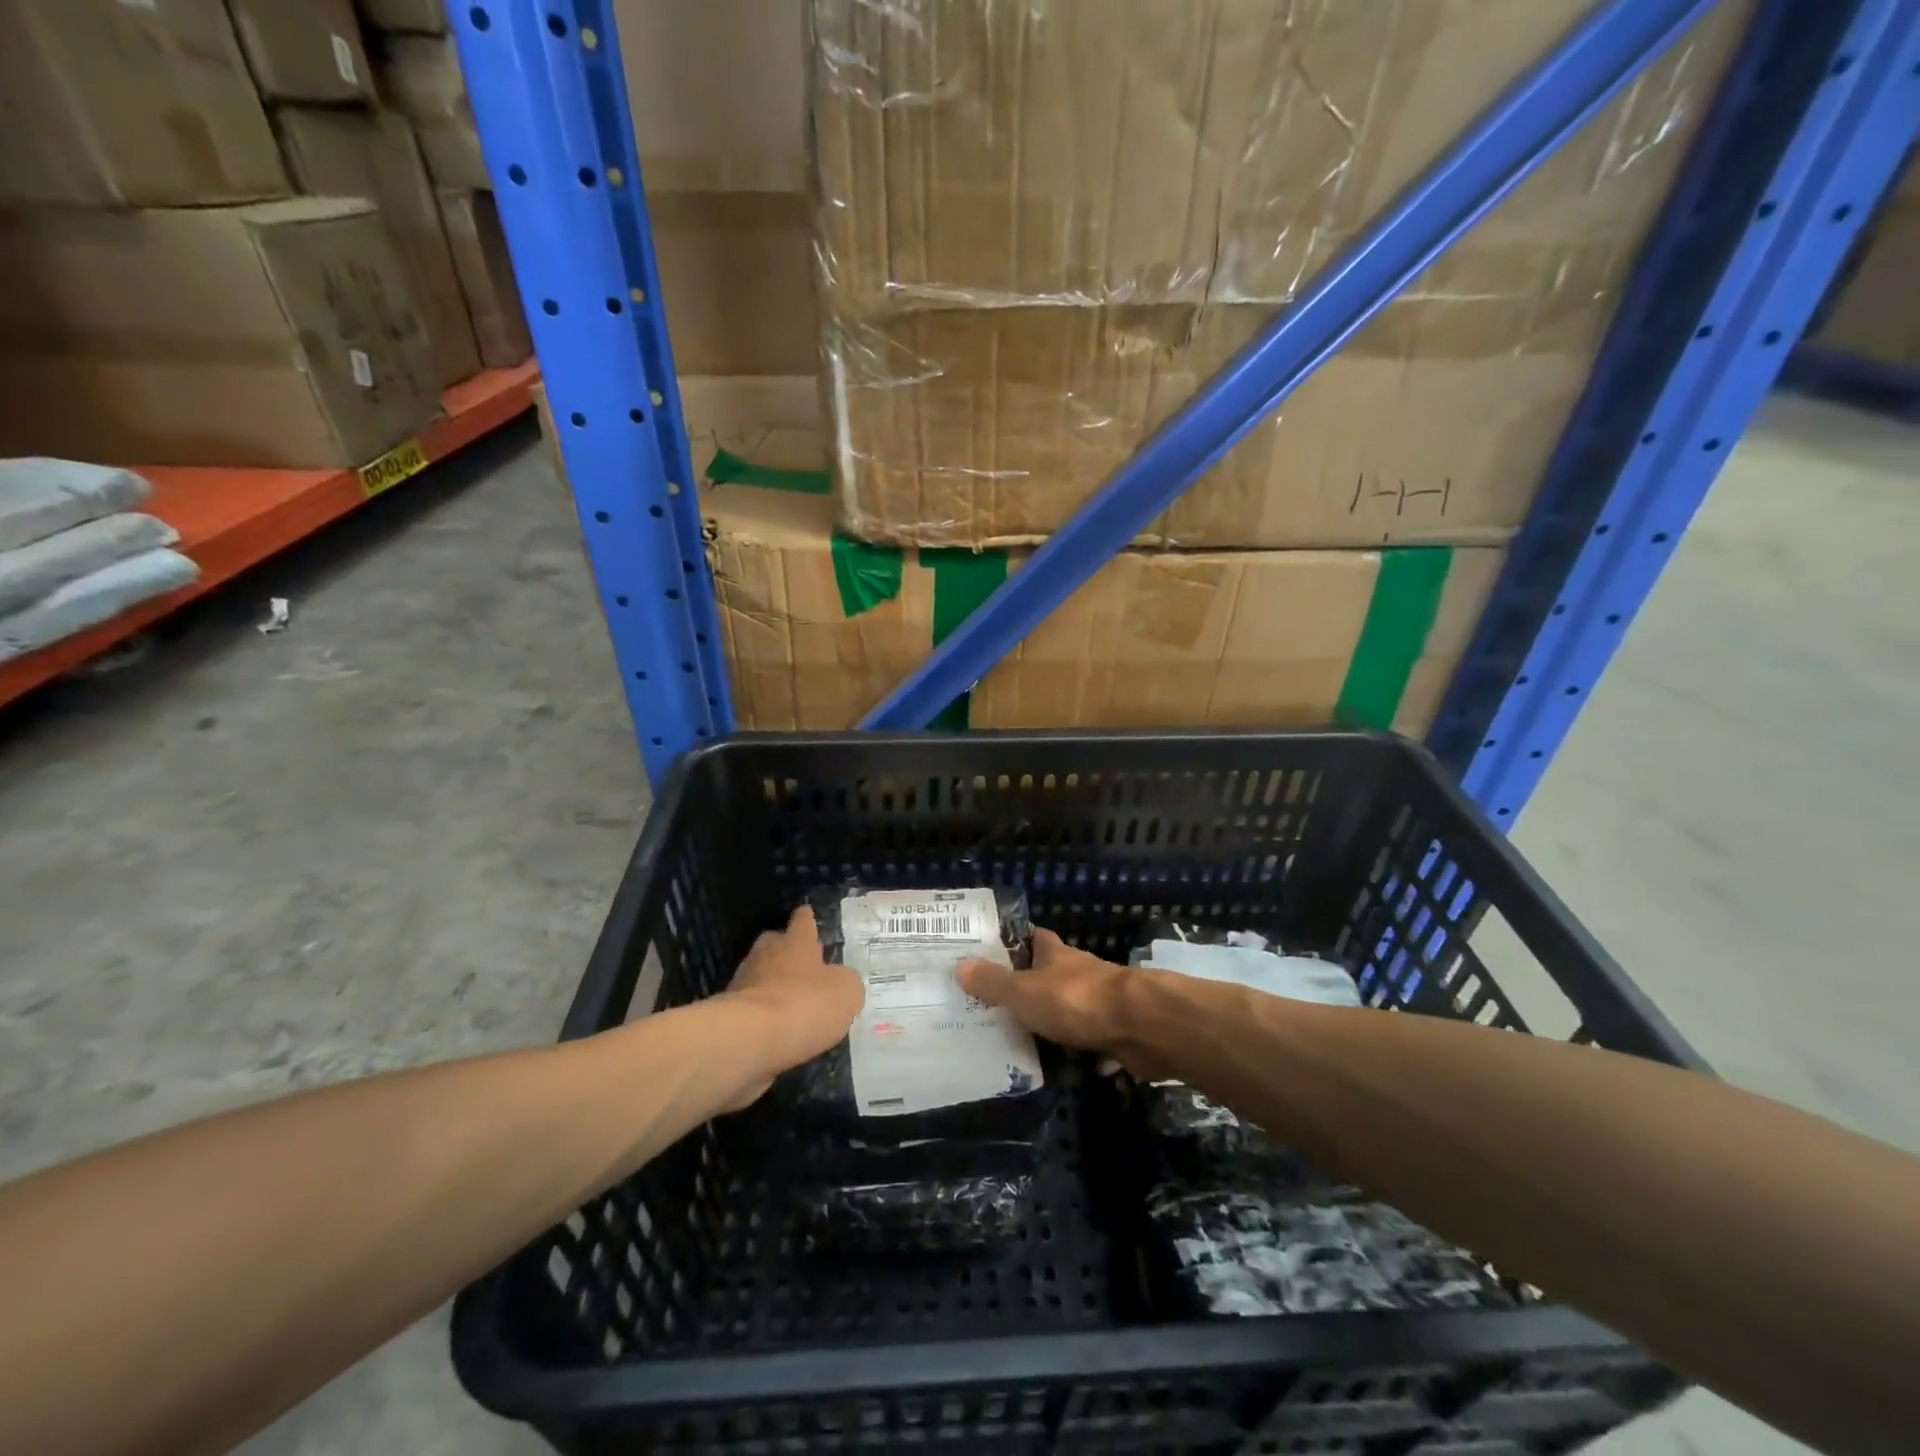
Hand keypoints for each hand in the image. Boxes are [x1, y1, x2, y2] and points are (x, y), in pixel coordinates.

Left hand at [722, 905, 862, 1105]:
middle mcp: (767, 954)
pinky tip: (777, 1030)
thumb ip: (845, 981)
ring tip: (792, 1003)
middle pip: (775, 943)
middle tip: (801, 962)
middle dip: (786, 950)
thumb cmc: (805, 1003)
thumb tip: (839, 981)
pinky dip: (763, 1014)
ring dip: (774, 984)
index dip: (807, 918)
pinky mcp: (730, 1012)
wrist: (750, 1038)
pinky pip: (752, 1006)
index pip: (803, 921)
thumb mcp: (846, 991)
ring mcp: (744, 981)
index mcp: (796, 942)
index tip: (806, 912)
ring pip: (761, 975)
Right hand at [958, 928, 1136, 1058]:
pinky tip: (1065, 1067)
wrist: (1140, 1026)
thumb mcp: (1024, 992)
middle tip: (1000, 1006)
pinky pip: (1092, 1038)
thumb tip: (959, 965)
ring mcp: (1101, 1000)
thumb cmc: (1075, 1000)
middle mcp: (1079, 971)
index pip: (1035, 938)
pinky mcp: (1117, 1030)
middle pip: (1052, 973)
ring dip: (1056, 1019)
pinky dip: (1081, 1049)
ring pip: (1071, 1006)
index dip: (1016, 944)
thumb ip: (993, 983)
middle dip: (1032, 987)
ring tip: (1024, 1040)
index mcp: (1055, 954)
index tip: (994, 955)